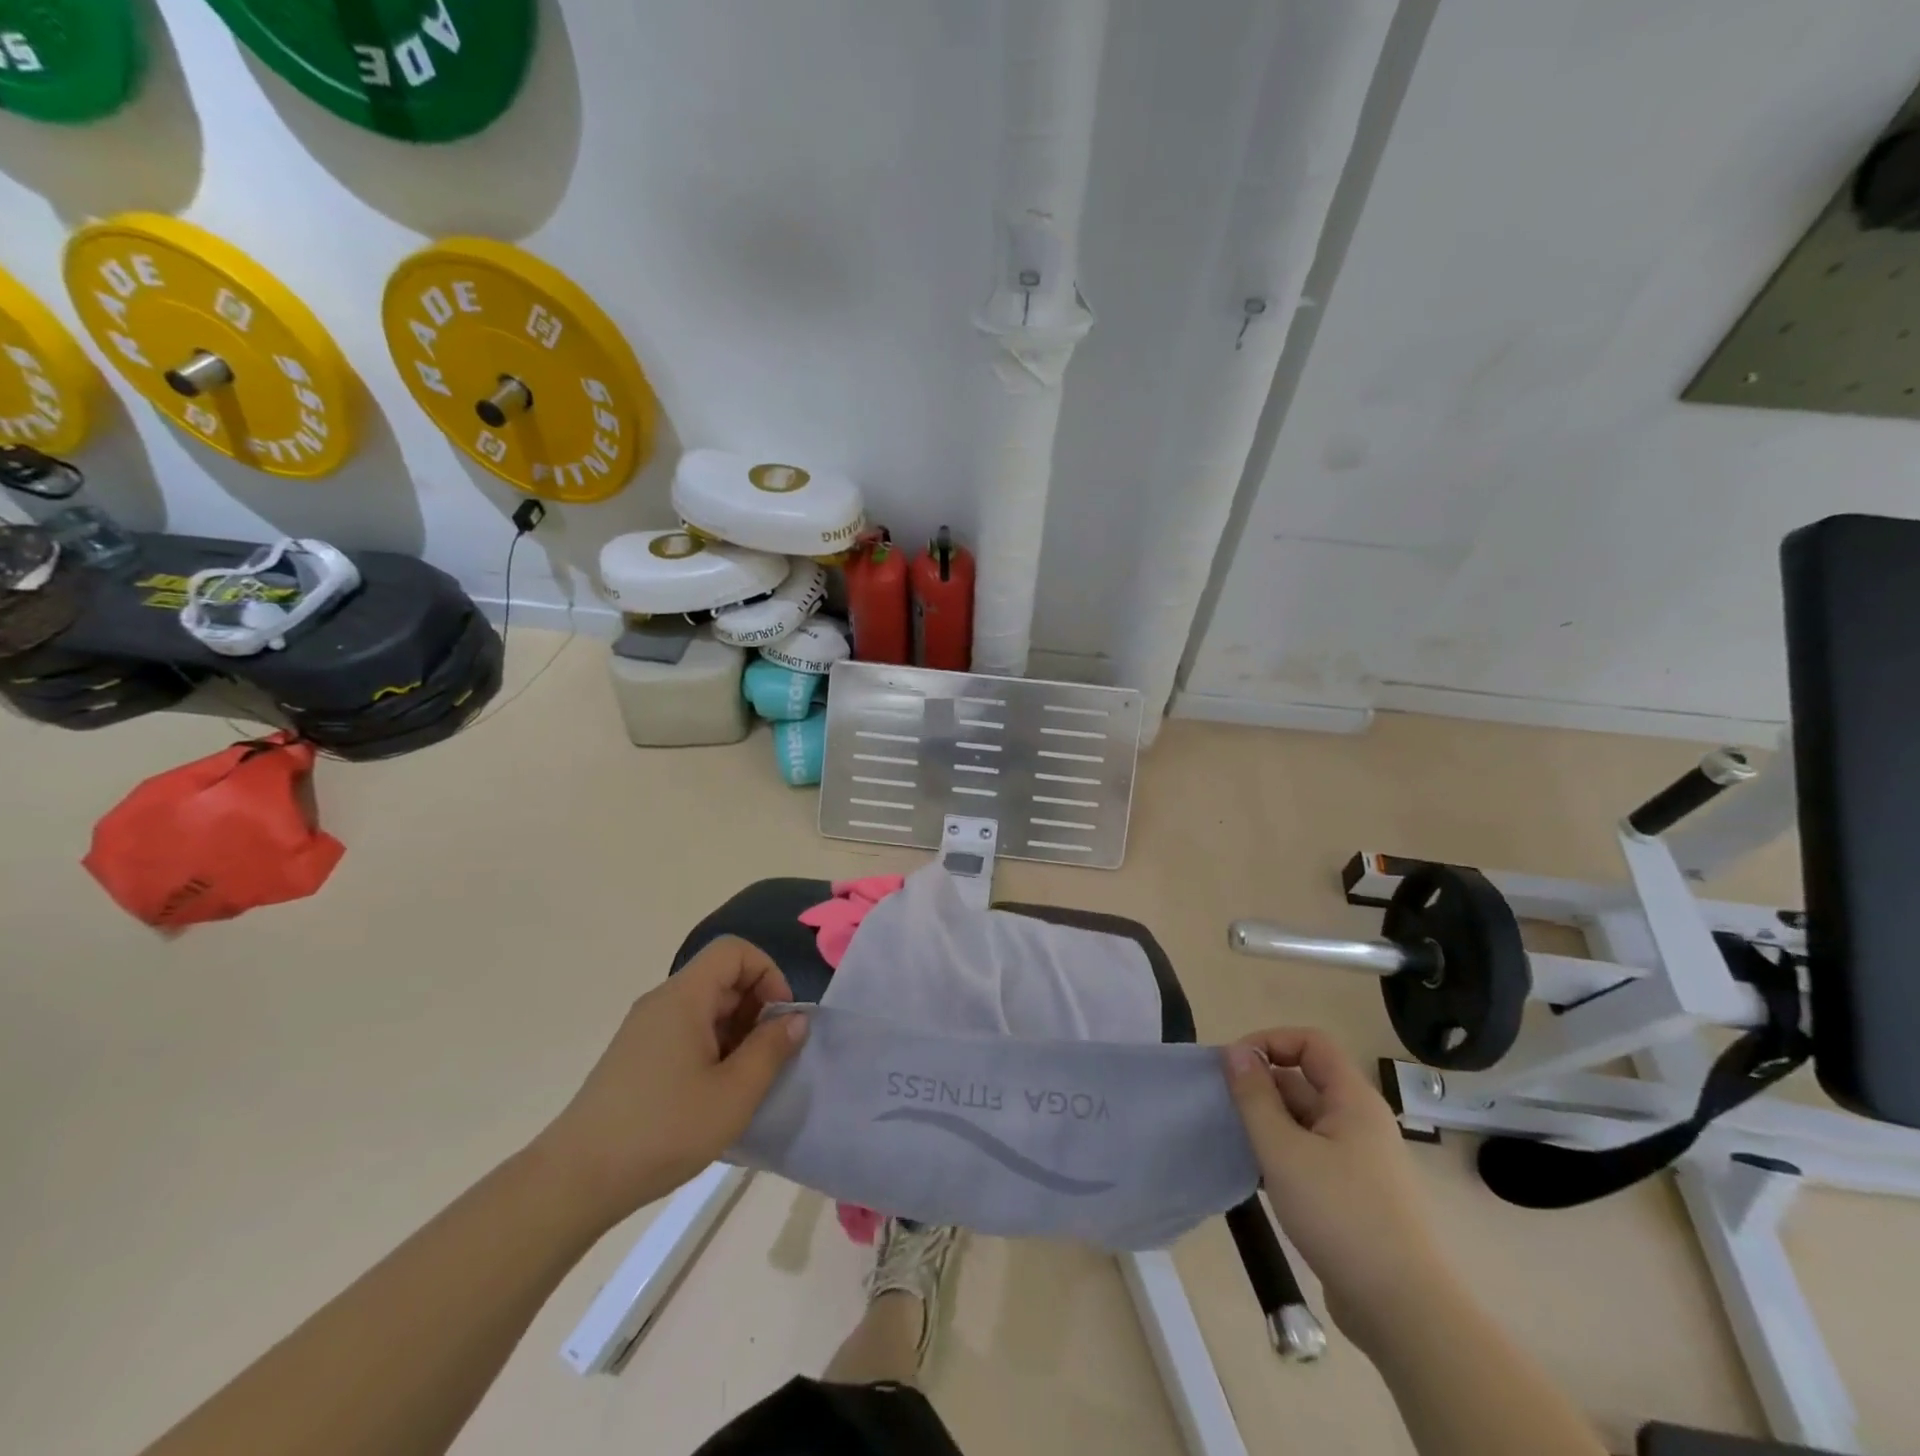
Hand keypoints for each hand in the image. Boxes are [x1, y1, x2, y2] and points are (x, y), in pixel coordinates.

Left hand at [536, 937, 808, 1229]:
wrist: (574, 1181)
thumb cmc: (663, 1130)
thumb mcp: (733, 1094)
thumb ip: (771, 1049)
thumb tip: (795, 1019)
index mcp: (684, 997)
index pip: (735, 951)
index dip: (767, 974)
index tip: (778, 1020)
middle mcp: (662, 1002)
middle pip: (722, 978)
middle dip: (756, 1008)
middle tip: (768, 1057)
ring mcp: (645, 1030)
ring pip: (706, 1008)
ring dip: (736, 1033)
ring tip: (743, 1083)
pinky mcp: (635, 1057)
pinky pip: (686, 1032)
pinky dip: (712, 1049)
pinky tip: (713, 1096)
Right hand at [1224, 1027, 1454, 1347]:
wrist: (1404, 1312)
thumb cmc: (1341, 1215)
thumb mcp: (1283, 1150)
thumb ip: (1255, 1097)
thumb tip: (1236, 1051)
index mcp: (1353, 1100)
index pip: (1311, 1042)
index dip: (1271, 1042)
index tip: (1235, 1066)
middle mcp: (1360, 1122)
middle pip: (1306, 1081)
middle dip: (1263, 1088)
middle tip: (1226, 1111)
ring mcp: (1361, 1161)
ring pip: (1305, 1122)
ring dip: (1269, 1125)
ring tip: (1238, 1146)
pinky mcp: (1356, 1196)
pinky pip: (1312, 1155)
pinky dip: (1283, 1156)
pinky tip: (1259, 1179)